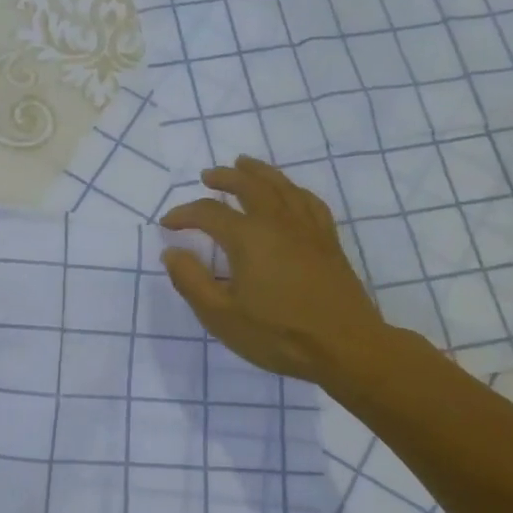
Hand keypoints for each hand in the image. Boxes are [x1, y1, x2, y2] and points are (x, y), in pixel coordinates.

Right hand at [160, 156, 390, 383]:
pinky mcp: (329, 242)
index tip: (167, 223)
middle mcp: (278, 223)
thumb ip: (191, 281)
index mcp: (248, 238)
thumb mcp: (221, 316)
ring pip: (282, 187)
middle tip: (208, 175)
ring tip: (245, 165)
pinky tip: (290, 193)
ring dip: (260, 172)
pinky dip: (294, 190)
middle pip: (250, 186)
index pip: (209, 214)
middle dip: (225, 178)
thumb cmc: (278, 334)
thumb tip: (171, 252)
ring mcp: (308, 230)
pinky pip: (310, 203)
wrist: (345, 347)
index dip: (184, 215)